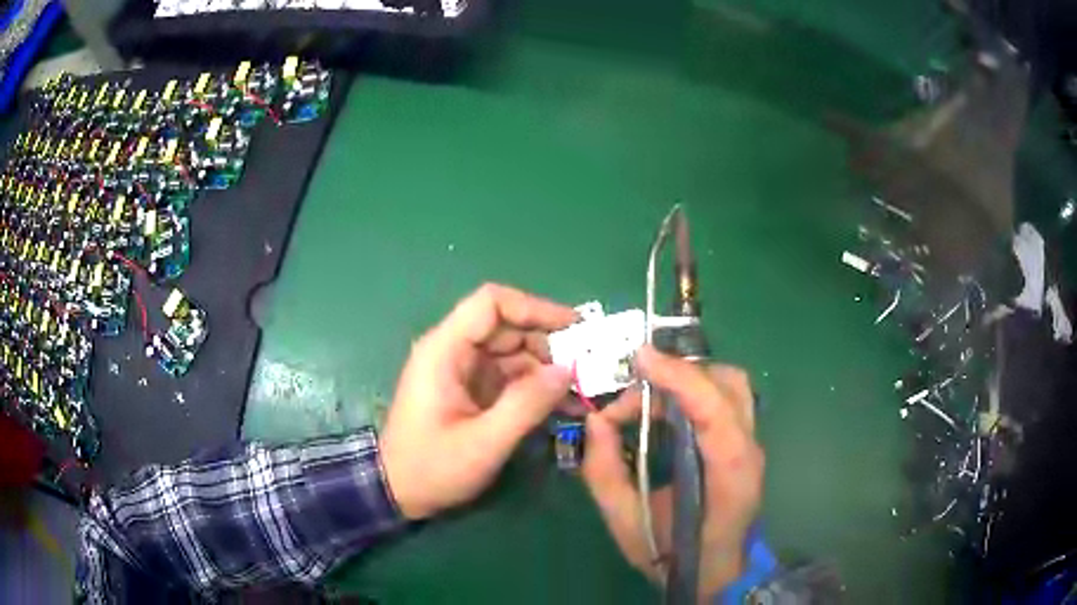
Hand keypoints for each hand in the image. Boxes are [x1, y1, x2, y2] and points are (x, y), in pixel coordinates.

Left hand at [381, 284, 575, 519]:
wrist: (397, 492)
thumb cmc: (432, 467)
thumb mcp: (483, 443)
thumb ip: (526, 405)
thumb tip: (568, 370)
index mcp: (445, 351)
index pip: (492, 304)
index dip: (535, 308)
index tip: (574, 328)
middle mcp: (453, 351)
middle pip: (507, 327)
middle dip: (549, 344)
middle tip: (588, 368)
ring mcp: (463, 371)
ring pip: (513, 352)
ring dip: (547, 368)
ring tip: (582, 392)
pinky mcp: (472, 390)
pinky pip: (509, 376)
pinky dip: (536, 387)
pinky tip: (563, 405)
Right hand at [582, 346, 763, 599]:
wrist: (713, 573)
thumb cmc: (672, 554)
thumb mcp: (625, 522)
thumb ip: (604, 472)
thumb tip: (596, 421)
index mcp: (728, 472)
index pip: (713, 408)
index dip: (678, 376)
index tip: (639, 359)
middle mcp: (749, 449)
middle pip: (728, 384)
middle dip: (680, 374)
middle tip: (635, 388)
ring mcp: (753, 444)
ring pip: (731, 386)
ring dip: (689, 379)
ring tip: (648, 399)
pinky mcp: (745, 443)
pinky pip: (725, 399)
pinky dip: (695, 391)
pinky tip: (666, 412)